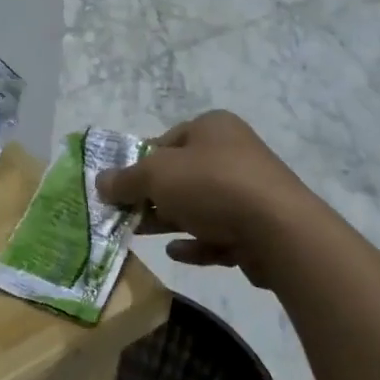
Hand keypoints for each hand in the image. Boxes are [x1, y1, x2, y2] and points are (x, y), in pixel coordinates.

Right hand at [96, 111, 309, 269]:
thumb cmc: (212, 186)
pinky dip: (196, 242)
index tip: (120, 186)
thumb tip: (100, 181)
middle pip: (182, 174)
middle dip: (152, 195)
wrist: (279, 231)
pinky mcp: (259, 227)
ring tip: (140, 234)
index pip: (167, 140)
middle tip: (124, 214)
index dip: (140, 162)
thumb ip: (126, 179)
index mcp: (213, 127)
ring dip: (169, 219)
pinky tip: (176, 252)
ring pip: (199, 205)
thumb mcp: (156, 176)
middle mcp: (234, 152)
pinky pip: (219, 233)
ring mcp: (250, 191)